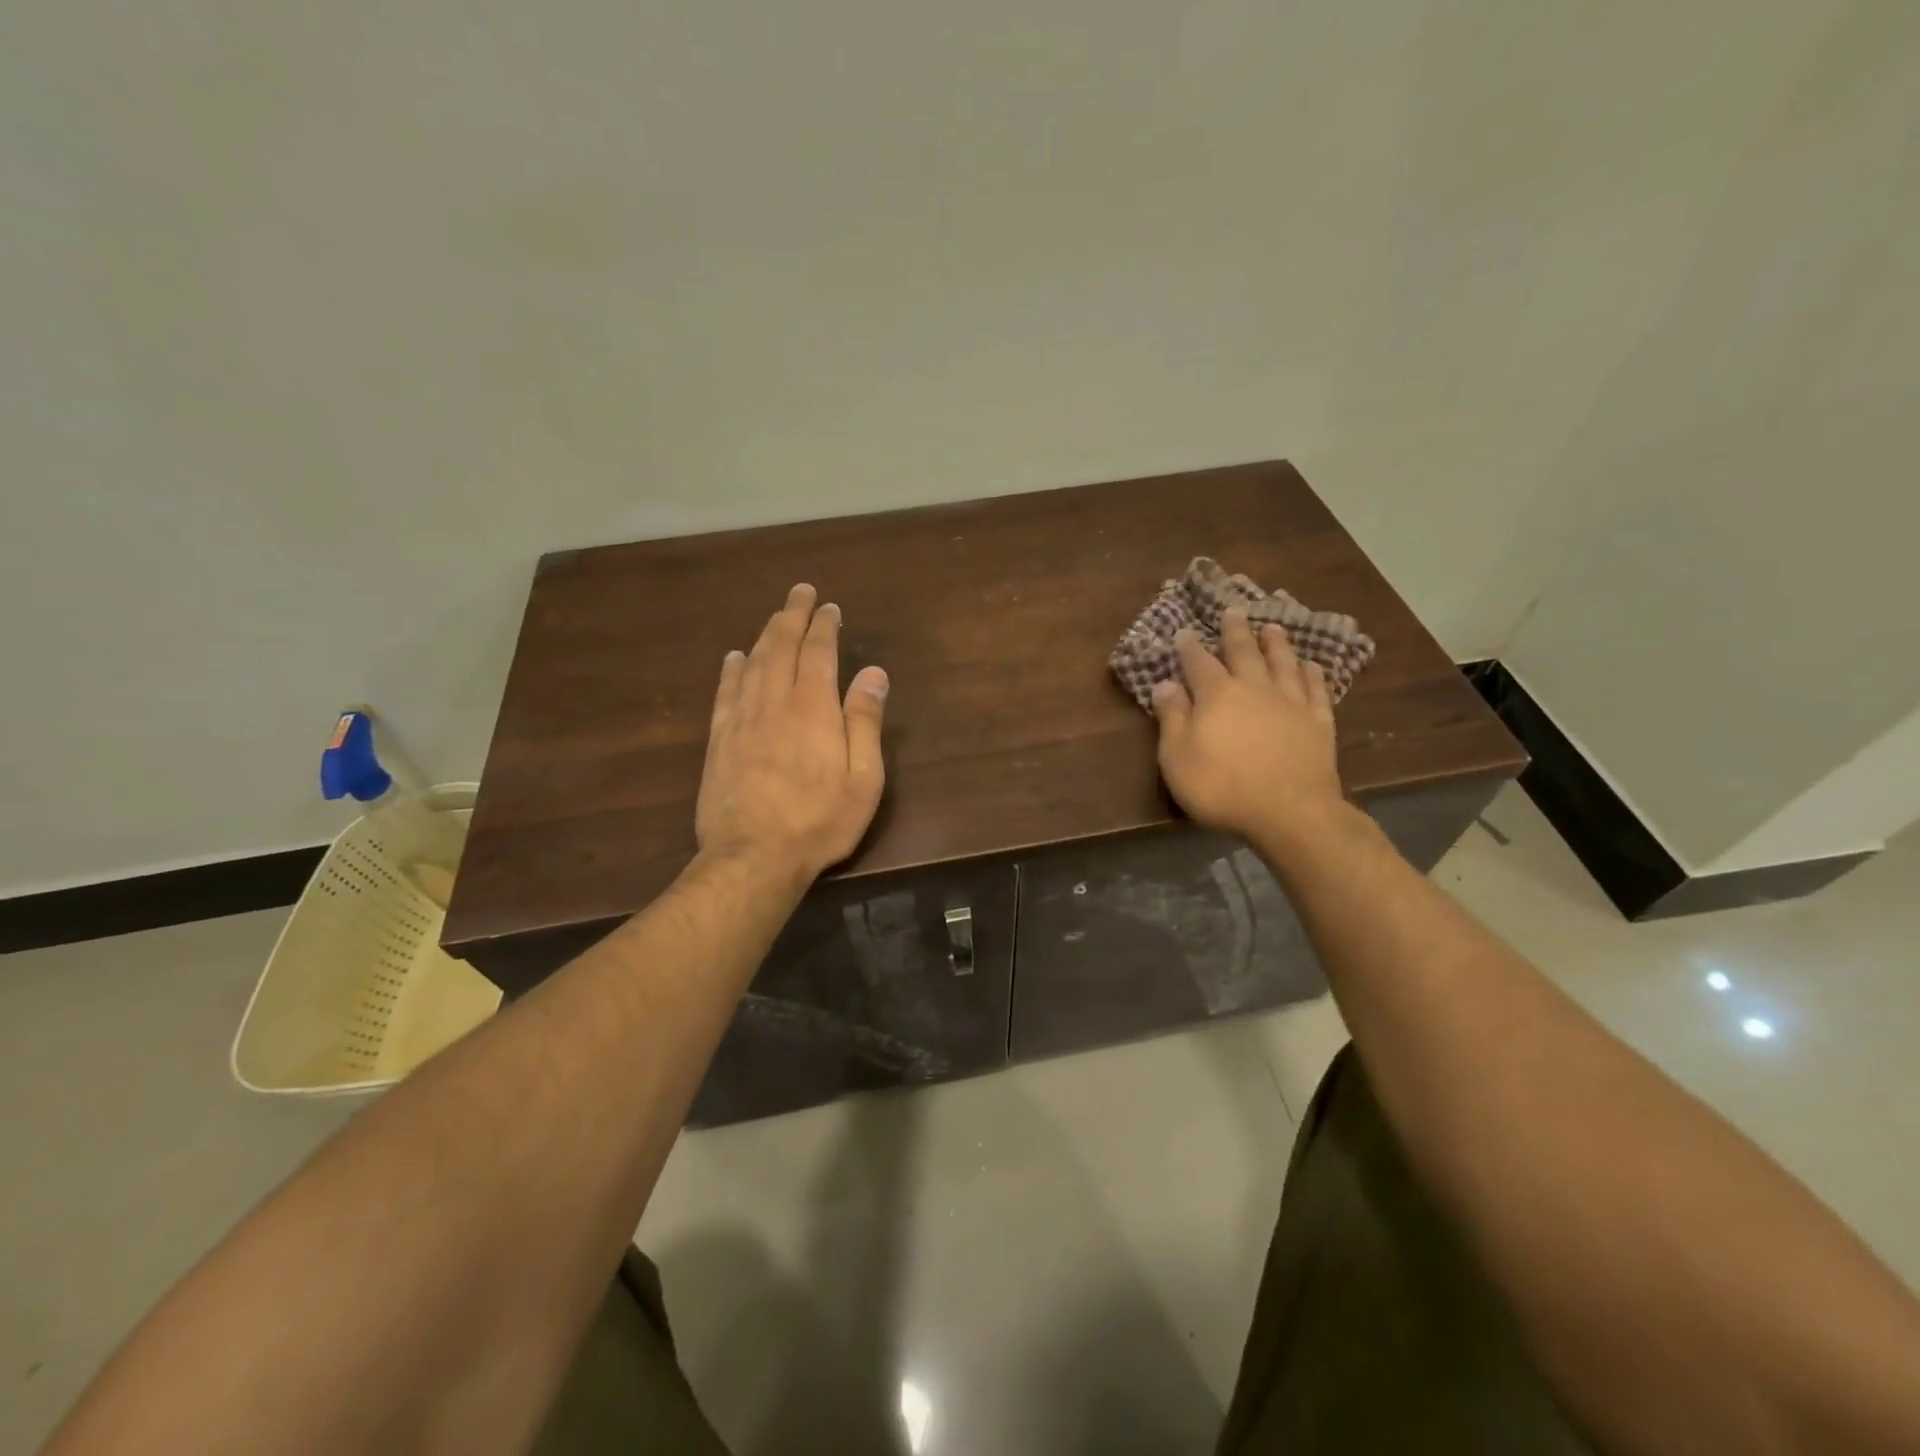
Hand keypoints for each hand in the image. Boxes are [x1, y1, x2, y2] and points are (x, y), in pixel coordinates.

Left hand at [695, 583, 889, 884]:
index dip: (824, 626)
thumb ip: (865, 721)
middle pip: (780, 648)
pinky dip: (731, 670)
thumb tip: (872, 672)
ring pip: (752, 664)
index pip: (818, 653)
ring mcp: (741, 721)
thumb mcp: (863, 778)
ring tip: (775, 617)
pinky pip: (725, 693)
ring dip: (764, 635)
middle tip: (800, 592)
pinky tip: (734, 657)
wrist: (753, 856)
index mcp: (813, 709)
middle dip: (792, 616)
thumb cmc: (819, 821)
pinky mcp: (719, 741)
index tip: (830, 607)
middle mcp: (774, 703)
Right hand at [1150, 607, 1345, 840]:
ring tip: (1272, 627)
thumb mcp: (1178, 757)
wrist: (1289, 811)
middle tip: (1233, 610)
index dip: (1189, 647)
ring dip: (1276, 643)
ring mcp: (1291, 702)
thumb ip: (1172, 717)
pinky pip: (1316, 689)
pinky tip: (1311, 665)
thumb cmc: (1222, 787)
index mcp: (1216, 695)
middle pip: (1244, 651)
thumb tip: (1164, 684)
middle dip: (1235, 631)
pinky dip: (1312, 673)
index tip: (1184, 632)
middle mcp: (1254, 688)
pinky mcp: (1319, 721)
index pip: (1198, 662)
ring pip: (1283, 662)